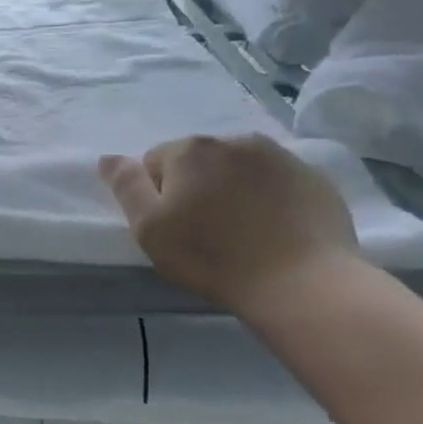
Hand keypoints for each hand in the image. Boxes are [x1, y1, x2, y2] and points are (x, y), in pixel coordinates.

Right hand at [100, 134, 359, 314]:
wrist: (302, 283)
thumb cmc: (212, 257)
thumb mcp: (149, 228)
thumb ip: (126, 186)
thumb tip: (108, 158)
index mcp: (191, 150)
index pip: (156, 162)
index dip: (158, 196)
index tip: (173, 228)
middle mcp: (235, 140)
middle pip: (199, 161)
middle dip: (196, 187)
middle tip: (205, 232)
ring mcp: (281, 156)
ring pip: (239, 168)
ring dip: (233, 189)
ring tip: (242, 232)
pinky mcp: (314, 178)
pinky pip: (277, 182)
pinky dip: (269, 198)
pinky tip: (273, 232)